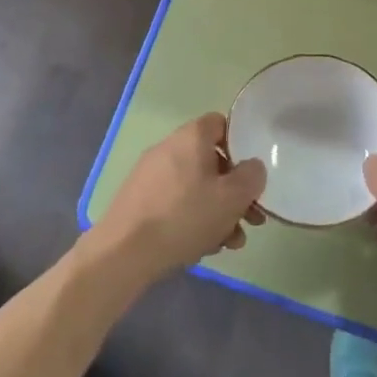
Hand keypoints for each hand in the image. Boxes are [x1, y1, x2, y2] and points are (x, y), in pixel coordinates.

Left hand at [89, 113, 265, 287]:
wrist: (124, 252)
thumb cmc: (185, 216)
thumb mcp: (232, 197)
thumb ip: (251, 177)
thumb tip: (252, 167)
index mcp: (191, 137)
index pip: (221, 124)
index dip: (241, 144)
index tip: (251, 172)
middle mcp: (169, 148)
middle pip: (211, 161)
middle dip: (234, 191)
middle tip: (250, 219)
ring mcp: (150, 174)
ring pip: (195, 186)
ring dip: (217, 211)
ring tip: (230, 242)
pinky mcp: (139, 200)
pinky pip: (175, 202)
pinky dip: (192, 219)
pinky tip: (202, 247)